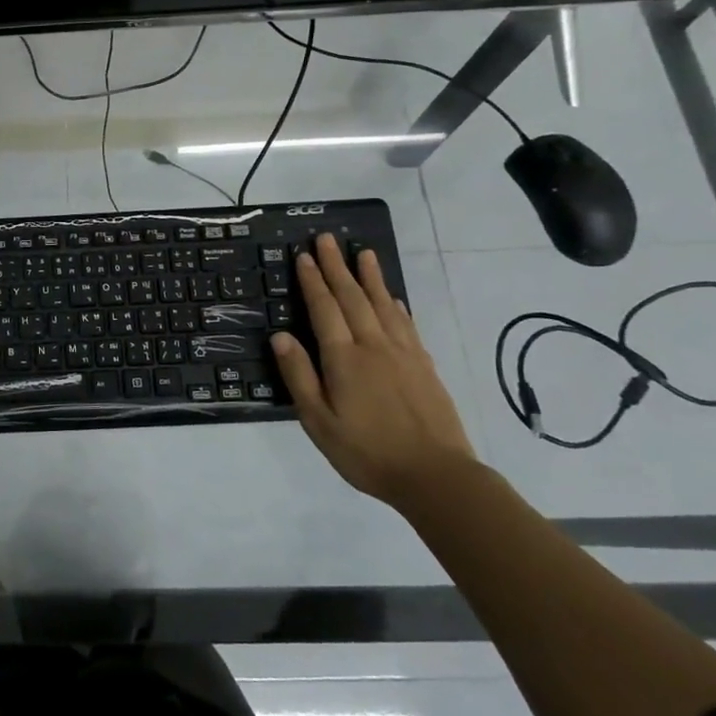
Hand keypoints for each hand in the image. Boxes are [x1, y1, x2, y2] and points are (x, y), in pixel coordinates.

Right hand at [269, 233, 478, 508]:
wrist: (436, 476)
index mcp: (344, 358)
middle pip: (352, 297)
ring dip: (369, 276)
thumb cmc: (367, 452)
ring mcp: (403, 353)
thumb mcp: (319, 421)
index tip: (303, 255)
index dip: (312, 280)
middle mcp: (373, 346)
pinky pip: (405, 323)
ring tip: (362, 252)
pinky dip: (395, 304)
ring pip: (382, 304)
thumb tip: (280, 336)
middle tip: (326, 239)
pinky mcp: (423, 365)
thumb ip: (300, 376)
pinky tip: (392, 296)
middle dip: (336, 266)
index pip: (324, 308)